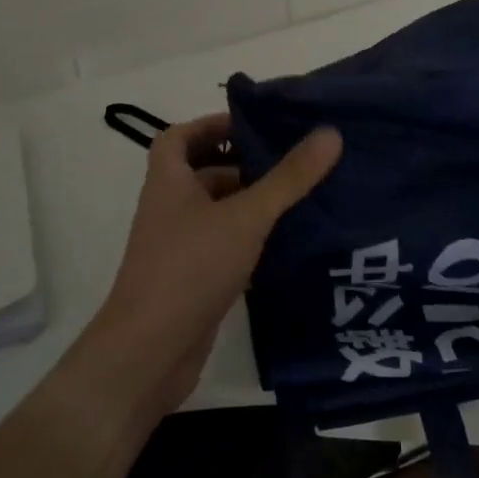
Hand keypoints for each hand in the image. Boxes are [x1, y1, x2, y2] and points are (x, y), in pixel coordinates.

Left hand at [77, 114, 341, 421]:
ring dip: (248, 202)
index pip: (179, 137)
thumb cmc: (190, 268)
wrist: (149, 354)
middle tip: (289, 159)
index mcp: (168, 182)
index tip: (251, 124)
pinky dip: (247, 238)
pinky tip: (284, 242)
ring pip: (215, 212)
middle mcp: (168, 209)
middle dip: (241, 163)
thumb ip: (288, 178)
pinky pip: (222, 246)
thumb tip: (330, 132)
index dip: (210, 123)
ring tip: (297, 196)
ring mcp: (178, 247)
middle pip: (202, 172)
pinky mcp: (191, 280)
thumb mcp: (246, 216)